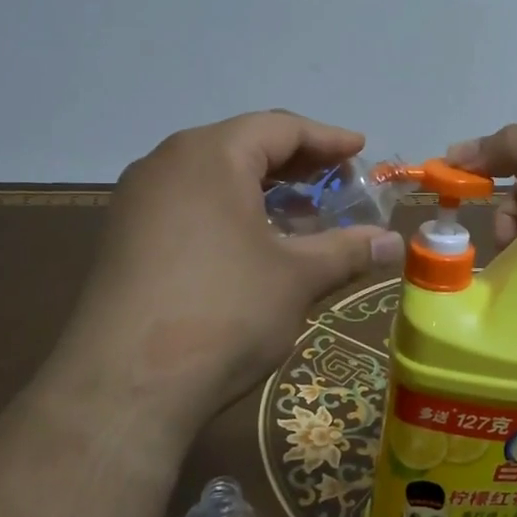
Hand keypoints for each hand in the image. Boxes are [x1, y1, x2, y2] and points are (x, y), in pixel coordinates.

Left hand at [73, 112, 404, 436]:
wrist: (123, 388)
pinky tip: (253, 244)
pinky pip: (189, 204)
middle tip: (337, 180)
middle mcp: (167, 163)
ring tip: (302, 214)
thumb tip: (393, 243)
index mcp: (210, 155)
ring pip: (214, 176)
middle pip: (243, 146)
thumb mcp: (297, 277)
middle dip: (296, 163)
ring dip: (263, 189)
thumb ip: (348, 250)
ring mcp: (138, 201)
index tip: (360, 150)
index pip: (279, 128)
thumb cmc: (224, 311)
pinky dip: (230, 211)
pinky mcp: (124, 238)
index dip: (327, 139)